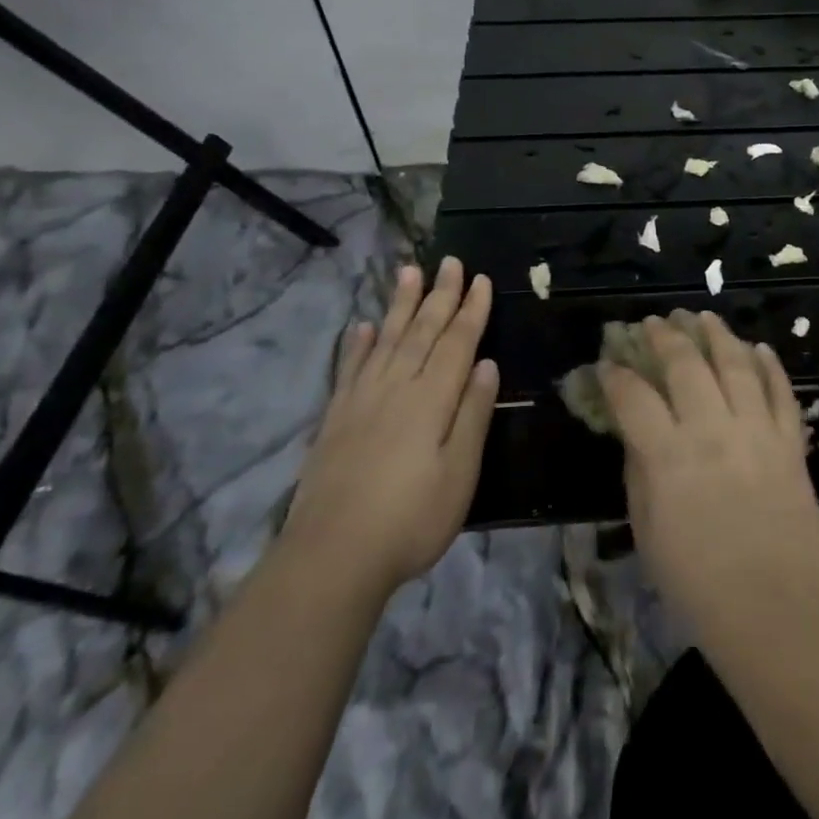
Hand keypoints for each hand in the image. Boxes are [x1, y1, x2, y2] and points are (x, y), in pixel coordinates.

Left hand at [285, 259, 498, 598]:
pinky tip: (363, 326)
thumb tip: (487, 364)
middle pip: (422, 331)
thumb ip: (472, 415)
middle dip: (439, 294)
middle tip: (449, 261)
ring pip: (387, 339)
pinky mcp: (336, 418)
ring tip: (408, 272)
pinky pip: (350, 368)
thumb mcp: (459, 473)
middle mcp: (397, 387)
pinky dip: (358, 344)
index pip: (457, 343)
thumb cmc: (410, 519)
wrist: (331, 557)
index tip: (482, 279)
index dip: (472, 310)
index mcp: (432, 399)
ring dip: (400, 305)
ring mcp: (362, 400)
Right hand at [602, 312, 818, 645]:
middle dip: (664, 337)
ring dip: (716, 334)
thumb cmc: (699, 587)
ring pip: (736, 364)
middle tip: (653, 323)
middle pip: (686, 364)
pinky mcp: (791, 442)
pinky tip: (759, 347)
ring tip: (701, 315)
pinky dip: (770, 365)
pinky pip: (782, 391)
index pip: (633, 397)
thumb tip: (638, 436)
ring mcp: (757, 431)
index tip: (607, 364)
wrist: (778, 615)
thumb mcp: (649, 534)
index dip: (615, 375)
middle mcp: (712, 429)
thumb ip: (640, 475)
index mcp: (668, 456)